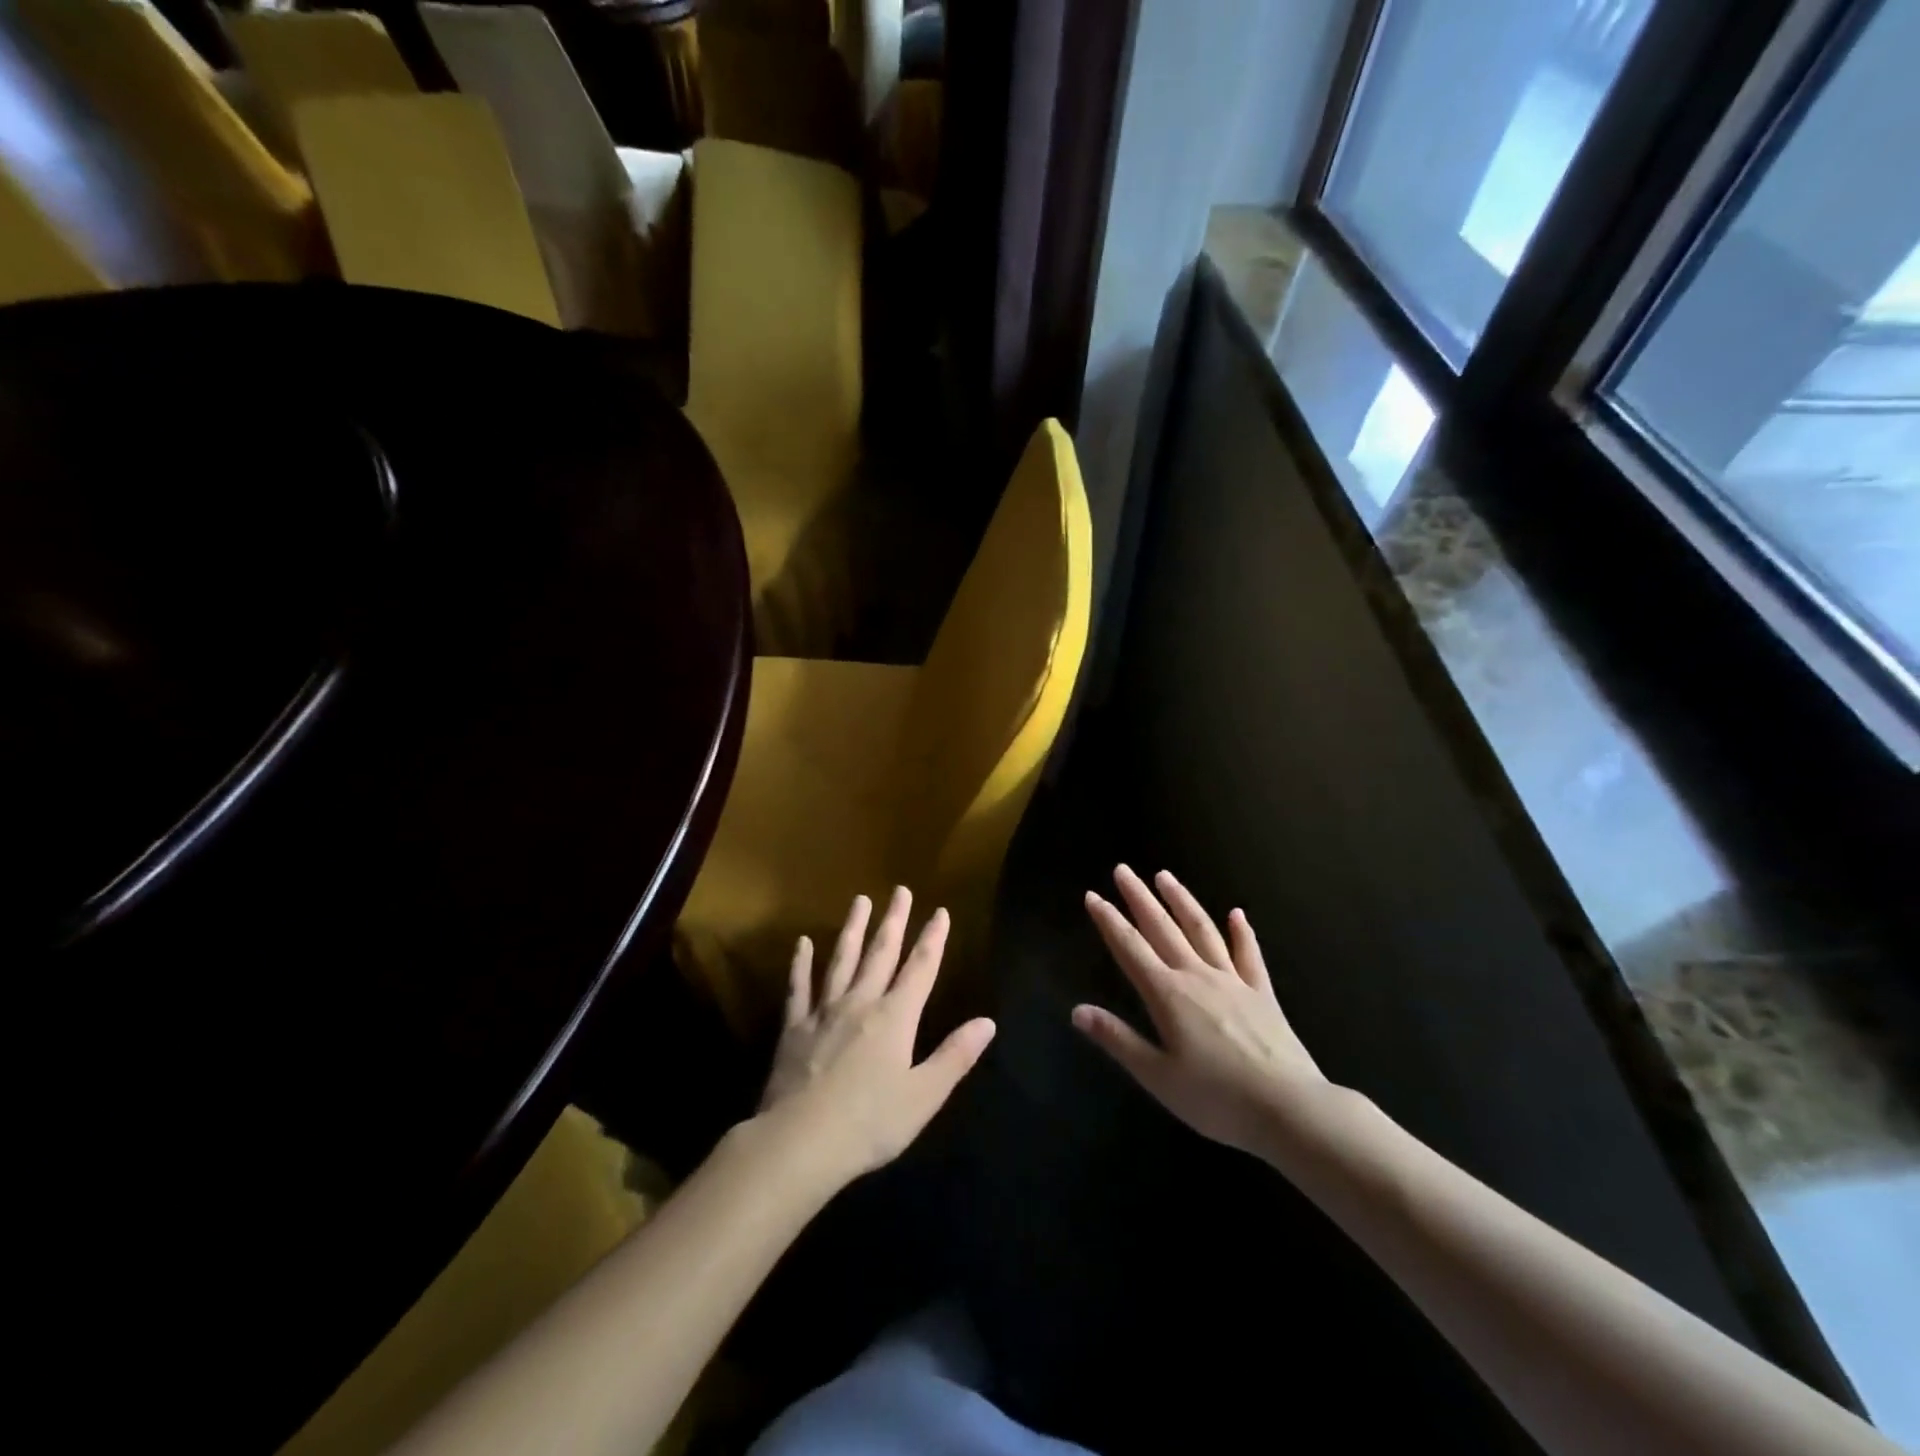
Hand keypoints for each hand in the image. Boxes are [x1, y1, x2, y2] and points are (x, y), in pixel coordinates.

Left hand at [756, 887, 995, 1188]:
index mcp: (895, 1018)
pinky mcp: (794, 1028)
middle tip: (900, 890)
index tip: (940, 911)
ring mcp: (824, 1012)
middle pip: (881, 954)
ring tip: (860, 900)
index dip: (932, 939)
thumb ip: (955, 1056)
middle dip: (894, 921)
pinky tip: (802, 943)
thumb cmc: (870, 1123)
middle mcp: (861, 1003)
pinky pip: (799, 988)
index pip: (920, 968)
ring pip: (842, 960)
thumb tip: (988, 1022)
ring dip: (853, 929)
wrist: (799, 1142)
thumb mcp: (924, 1095)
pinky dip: (801, 964)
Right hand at [1075, 866, 1331, 1158]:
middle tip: (1123, 870)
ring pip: (1201, 930)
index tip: (1092, 895)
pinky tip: (1236, 914)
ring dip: (1181, 901)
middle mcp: (1197, 976)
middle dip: (1139, 898)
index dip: (1109, 921)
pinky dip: (1241, 932)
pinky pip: (1249, 955)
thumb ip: (1118, 1040)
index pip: (1130, 948)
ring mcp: (1233, 981)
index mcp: (1168, 995)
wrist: (1290, 1109)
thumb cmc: (1217, 1099)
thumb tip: (1077, 1010)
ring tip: (1165, 876)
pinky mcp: (1262, 994)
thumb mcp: (1158, 1076)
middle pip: (1162, 928)